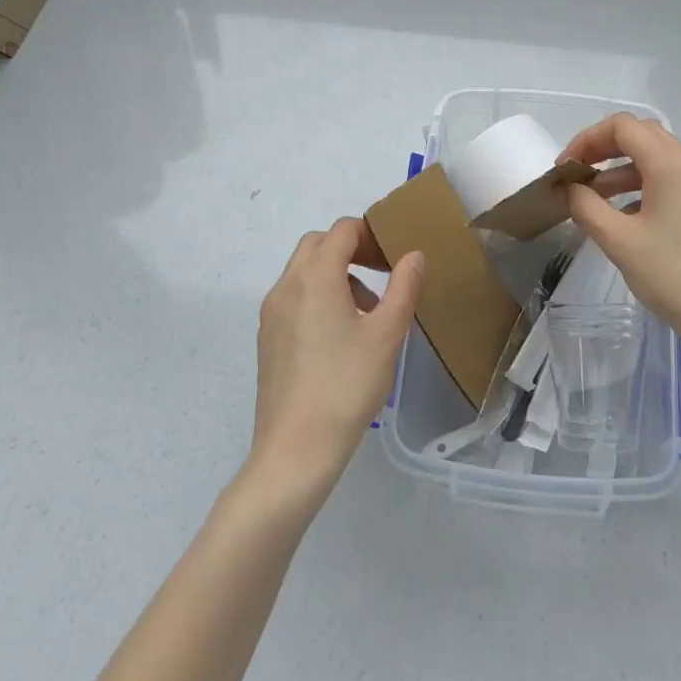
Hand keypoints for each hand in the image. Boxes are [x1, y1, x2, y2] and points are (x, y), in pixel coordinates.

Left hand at [248, 219, 423, 505]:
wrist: (295, 449)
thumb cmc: (347, 386)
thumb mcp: (387, 334)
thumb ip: (404, 287)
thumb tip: (413, 255)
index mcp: (315, 277)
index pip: (342, 230)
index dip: (370, 234)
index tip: (393, 258)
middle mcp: (287, 286)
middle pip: (317, 243)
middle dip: (350, 249)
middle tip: (380, 274)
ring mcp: (271, 313)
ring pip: (303, 270)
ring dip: (334, 272)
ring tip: (366, 310)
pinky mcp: (267, 338)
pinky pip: (293, 296)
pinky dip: (317, 295)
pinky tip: (339, 336)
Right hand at [562, 115, 680, 368]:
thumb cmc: (676, 277)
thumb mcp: (620, 242)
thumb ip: (586, 207)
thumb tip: (570, 189)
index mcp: (672, 163)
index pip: (623, 126)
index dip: (588, 139)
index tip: (566, 169)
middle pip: (643, 136)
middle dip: (604, 151)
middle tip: (578, 178)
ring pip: (660, 159)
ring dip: (624, 171)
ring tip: (596, 200)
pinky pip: (677, 180)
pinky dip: (647, 186)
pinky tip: (630, 217)